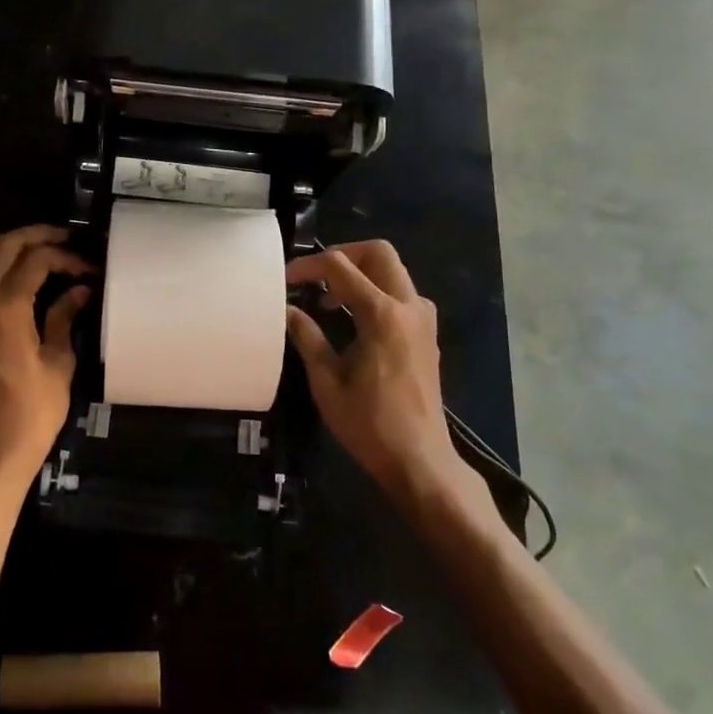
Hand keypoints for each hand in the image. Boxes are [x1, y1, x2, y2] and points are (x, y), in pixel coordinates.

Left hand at [0, 224, 93, 486]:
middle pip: (4, 247)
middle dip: (36, 236)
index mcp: (6, 307)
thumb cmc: (32, 412)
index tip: (89, 268)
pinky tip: (2, 271)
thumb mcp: (58, 363)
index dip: (67, 257)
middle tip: (65, 238)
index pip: (37, 260)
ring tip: (32, 246)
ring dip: (4, 243)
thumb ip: (64, 317)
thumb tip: (79, 289)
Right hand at [285, 242, 490, 514]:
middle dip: (343, 254)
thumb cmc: (369, 424)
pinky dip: (376, 290)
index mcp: (382, 315)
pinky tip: (354, 317)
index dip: (308, 267)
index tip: (285, 281)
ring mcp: (423, 319)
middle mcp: (408, 307)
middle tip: (315, 276)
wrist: (420, 460)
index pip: (340, 267)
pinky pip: (402, 293)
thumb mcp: (326, 381)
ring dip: (361, 272)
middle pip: (378, 252)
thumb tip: (287, 310)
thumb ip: (307, 337)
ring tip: (329, 298)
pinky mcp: (427, 334)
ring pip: (393, 270)